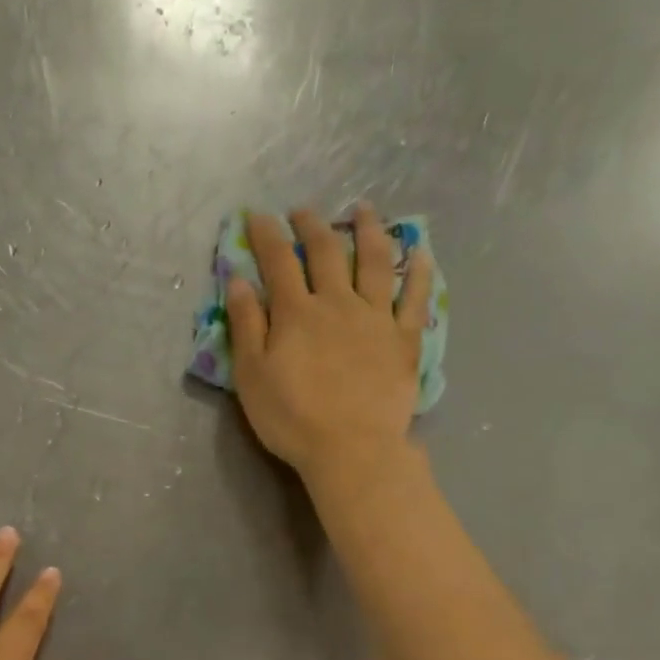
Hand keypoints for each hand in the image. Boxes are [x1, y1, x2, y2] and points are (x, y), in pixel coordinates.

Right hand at [226, 203, 434, 487]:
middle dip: (312, 225)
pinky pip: (415, 297)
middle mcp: (338, 303)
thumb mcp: (251, 376)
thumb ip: (246, 325)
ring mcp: (376, 318)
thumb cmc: (291, 417)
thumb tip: (238, 280)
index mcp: (296, 313)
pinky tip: (421, 253)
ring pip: (376, 261)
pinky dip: (419, 271)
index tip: (258, 215)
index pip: (278, 261)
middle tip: (304, 211)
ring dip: (368, 231)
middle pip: (327, 252)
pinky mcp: (405, 339)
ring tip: (363, 211)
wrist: (351, 448)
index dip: (267, 235)